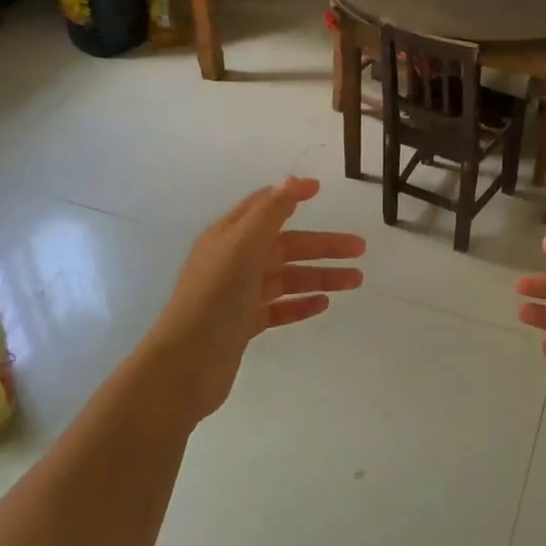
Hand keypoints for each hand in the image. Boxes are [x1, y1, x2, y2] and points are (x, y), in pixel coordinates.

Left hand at [140, 177, 364, 424]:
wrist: (186, 364)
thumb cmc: (215, 297)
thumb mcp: (242, 246)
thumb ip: (269, 213)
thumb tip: (291, 180)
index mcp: (229, 237)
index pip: (263, 207)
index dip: (290, 196)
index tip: (319, 189)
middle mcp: (233, 262)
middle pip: (285, 245)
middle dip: (322, 245)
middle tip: (360, 249)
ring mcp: (239, 295)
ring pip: (287, 278)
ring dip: (321, 276)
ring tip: (356, 280)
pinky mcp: (243, 325)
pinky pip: (279, 308)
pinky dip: (301, 304)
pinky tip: (324, 304)